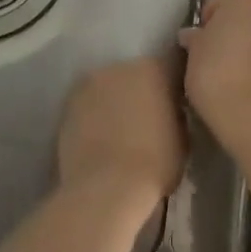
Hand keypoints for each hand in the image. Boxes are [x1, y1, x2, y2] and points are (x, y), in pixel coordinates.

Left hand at [57, 57, 185, 208]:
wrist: (106, 187)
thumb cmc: (155, 164)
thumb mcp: (183, 138)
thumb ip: (175, 114)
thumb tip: (170, 111)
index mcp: (154, 69)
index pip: (171, 64)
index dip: (174, 83)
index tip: (177, 101)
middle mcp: (120, 66)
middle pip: (136, 73)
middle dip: (142, 90)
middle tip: (148, 118)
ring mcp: (89, 83)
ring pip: (108, 86)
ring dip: (115, 100)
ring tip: (120, 130)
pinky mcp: (67, 103)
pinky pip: (88, 104)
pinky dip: (94, 115)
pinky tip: (100, 137)